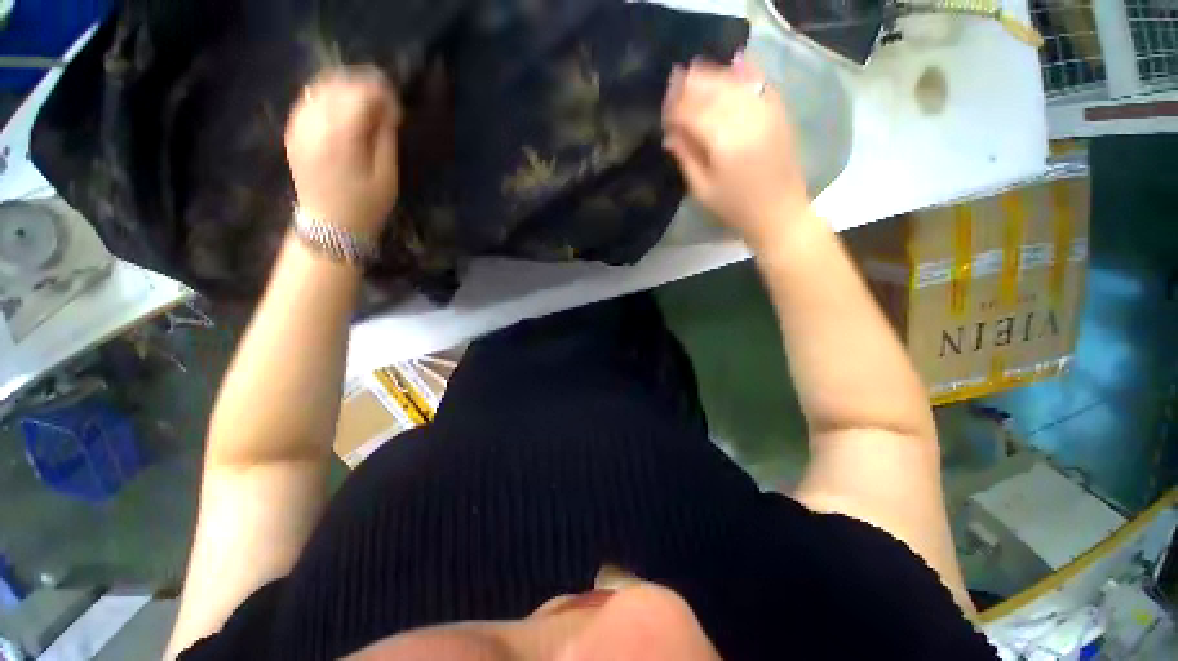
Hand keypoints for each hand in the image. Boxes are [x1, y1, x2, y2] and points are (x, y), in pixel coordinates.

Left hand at [285, 66, 401, 237]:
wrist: (329, 227)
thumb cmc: (366, 206)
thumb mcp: (387, 177)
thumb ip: (385, 138)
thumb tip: (387, 110)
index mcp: (341, 136)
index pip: (361, 94)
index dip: (383, 95)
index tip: (397, 110)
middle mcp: (315, 123)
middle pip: (340, 85)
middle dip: (364, 87)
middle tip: (383, 105)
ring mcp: (299, 126)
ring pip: (320, 87)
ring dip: (345, 88)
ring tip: (364, 104)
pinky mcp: (292, 131)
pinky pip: (307, 100)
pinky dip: (326, 97)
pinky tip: (341, 110)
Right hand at [662, 58, 808, 249]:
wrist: (778, 212)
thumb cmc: (735, 207)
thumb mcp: (702, 189)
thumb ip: (686, 157)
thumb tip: (669, 134)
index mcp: (723, 141)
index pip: (691, 112)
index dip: (674, 108)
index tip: (663, 113)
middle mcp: (745, 117)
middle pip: (711, 89)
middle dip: (690, 85)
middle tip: (673, 85)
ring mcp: (765, 110)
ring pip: (733, 81)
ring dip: (712, 75)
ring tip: (694, 74)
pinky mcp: (778, 111)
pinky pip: (758, 81)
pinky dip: (743, 71)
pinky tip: (733, 66)